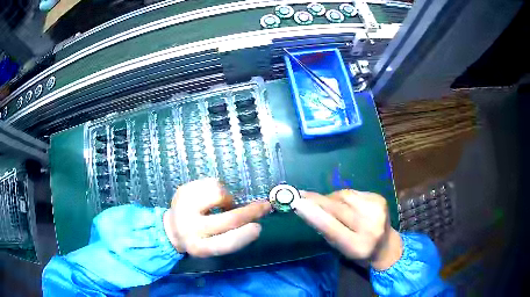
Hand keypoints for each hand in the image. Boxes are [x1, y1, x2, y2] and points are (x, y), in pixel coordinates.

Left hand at [163, 178, 270, 256]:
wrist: (172, 228)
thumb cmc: (199, 238)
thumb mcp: (213, 245)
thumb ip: (231, 236)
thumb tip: (255, 217)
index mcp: (199, 247)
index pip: (227, 243)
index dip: (245, 236)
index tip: (259, 227)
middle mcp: (190, 228)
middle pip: (228, 219)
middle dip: (251, 212)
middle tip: (264, 206)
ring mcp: (184, 207)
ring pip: (219, 194)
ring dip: (228, 198)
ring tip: (222, 204)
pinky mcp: (183, 191)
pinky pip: (211, 182)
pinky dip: (218, 188)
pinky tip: (210, 196)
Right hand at [292, 189, 401, 269]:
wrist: (386, 245)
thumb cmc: (359, 251)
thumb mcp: (340, 248)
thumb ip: (326, 230)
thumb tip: (306, 208)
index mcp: (358, 246)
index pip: (332, 227)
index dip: (313, 214)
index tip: (297, 202)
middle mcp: (370, 226)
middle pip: (338, 208)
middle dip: (317, 200)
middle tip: (302, 195)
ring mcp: (378, 209)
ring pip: (344, 195)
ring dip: (330, 198)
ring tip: (324, 202)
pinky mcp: (380, 198)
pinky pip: (353, 192)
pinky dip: (343, 196)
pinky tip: (342, 202)